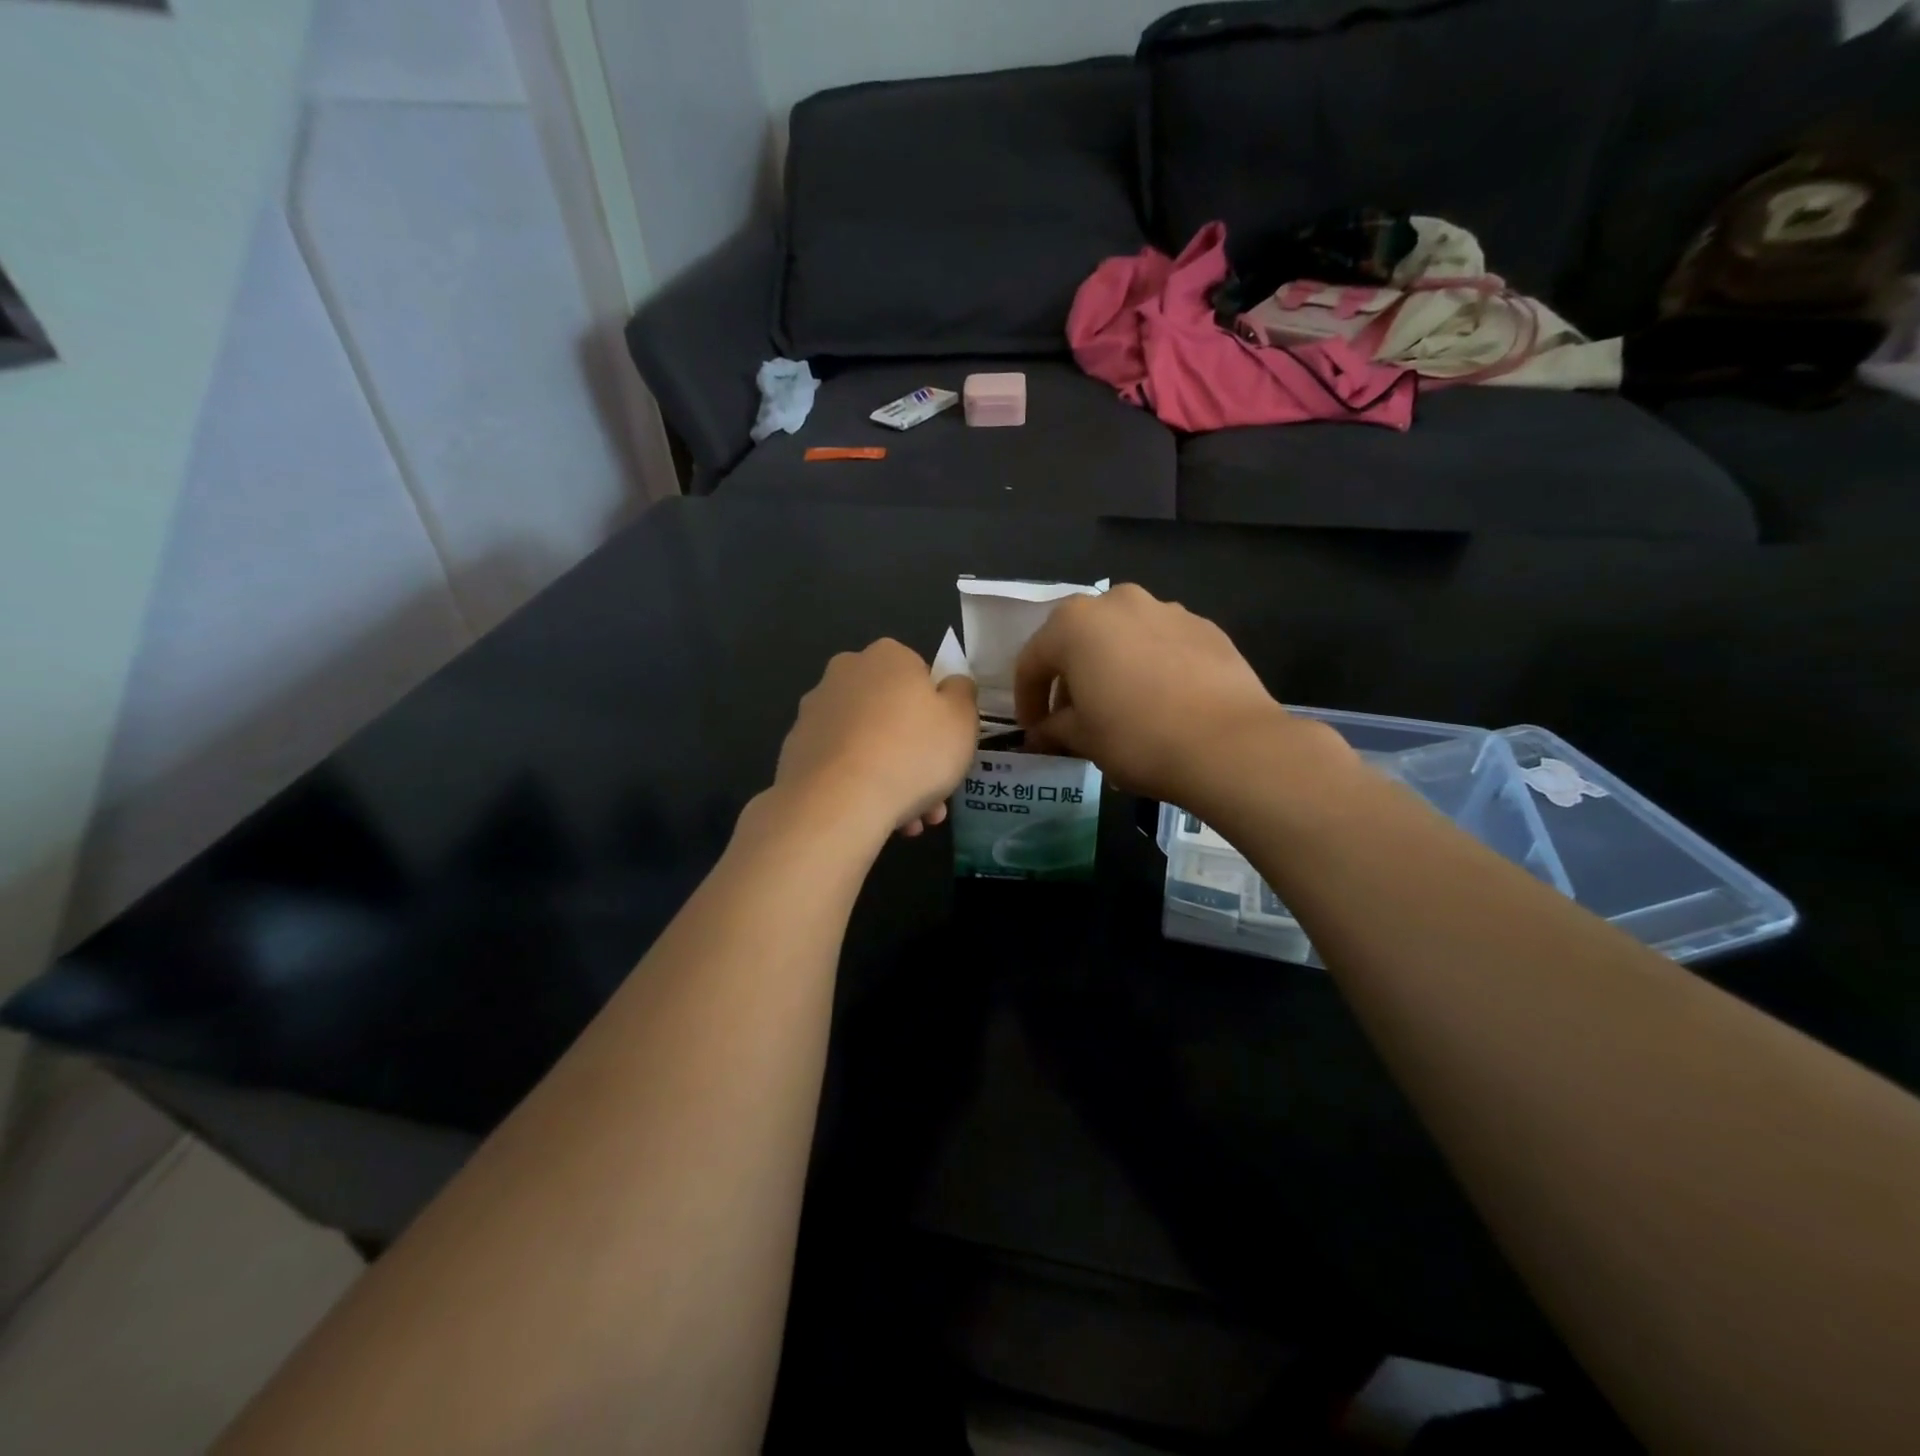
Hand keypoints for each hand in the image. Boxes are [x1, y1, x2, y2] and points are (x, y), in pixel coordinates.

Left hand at [774, 639, 979, 838]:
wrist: (836, 803)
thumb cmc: (911, 753)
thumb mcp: (963, 720)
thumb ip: (962, 694)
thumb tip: (950, 684)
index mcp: (887, 656)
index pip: (921, 676)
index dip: (938, 714)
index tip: (947, 747)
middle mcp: (845, 674)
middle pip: (892, 713)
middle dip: (915, 753)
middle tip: (934, 794)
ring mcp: (814, 712)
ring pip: (868, 744)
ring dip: (892, 777)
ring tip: (911, 821)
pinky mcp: (795, 750)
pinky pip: (841, 765)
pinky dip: (860, 787)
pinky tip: (878, 819)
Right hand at [1014, 584, 1341, 810]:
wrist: (1228, 744)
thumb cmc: (1137, 738)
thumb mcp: (1083, 739)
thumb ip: (1054, 729)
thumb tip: (1042, 734)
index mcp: (1074, 624)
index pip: (1032, 661)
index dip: (1027, 699)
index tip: (1033, 730)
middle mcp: (1117, 602)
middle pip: (1078, 639)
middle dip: (1068, 677)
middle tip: (1072, 717)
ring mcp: (1166, 609)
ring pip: (1121, 637)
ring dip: (1110, 666)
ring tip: (1118, 706)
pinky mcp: (1205, 627)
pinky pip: (1160, 643)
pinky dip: (1149, 665)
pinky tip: (1160, 700)